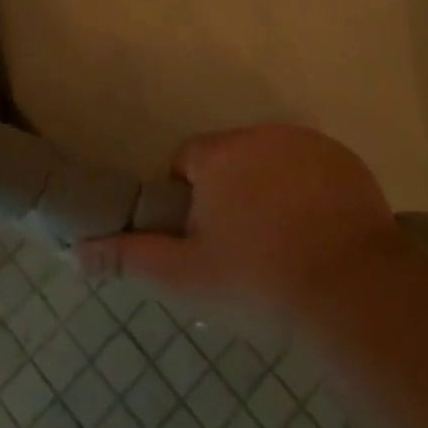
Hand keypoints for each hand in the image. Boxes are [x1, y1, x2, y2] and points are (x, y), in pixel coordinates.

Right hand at [75, 124, 408, 328]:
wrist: (353, 294)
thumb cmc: (259, 282)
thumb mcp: (185, 277)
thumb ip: (127, 258)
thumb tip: (73, 252)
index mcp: (220, 154)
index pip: (188, 162)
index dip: (191, 201)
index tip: (207, 242)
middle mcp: (262, 134)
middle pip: (231, 160)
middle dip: (230, 194)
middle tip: (245, 249)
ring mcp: (309, 144)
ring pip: (272, 163)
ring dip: (269, 190)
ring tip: (284, 245)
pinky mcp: (346, 161)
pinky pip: (312, 170)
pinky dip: (308, 192)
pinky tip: (319, 235)